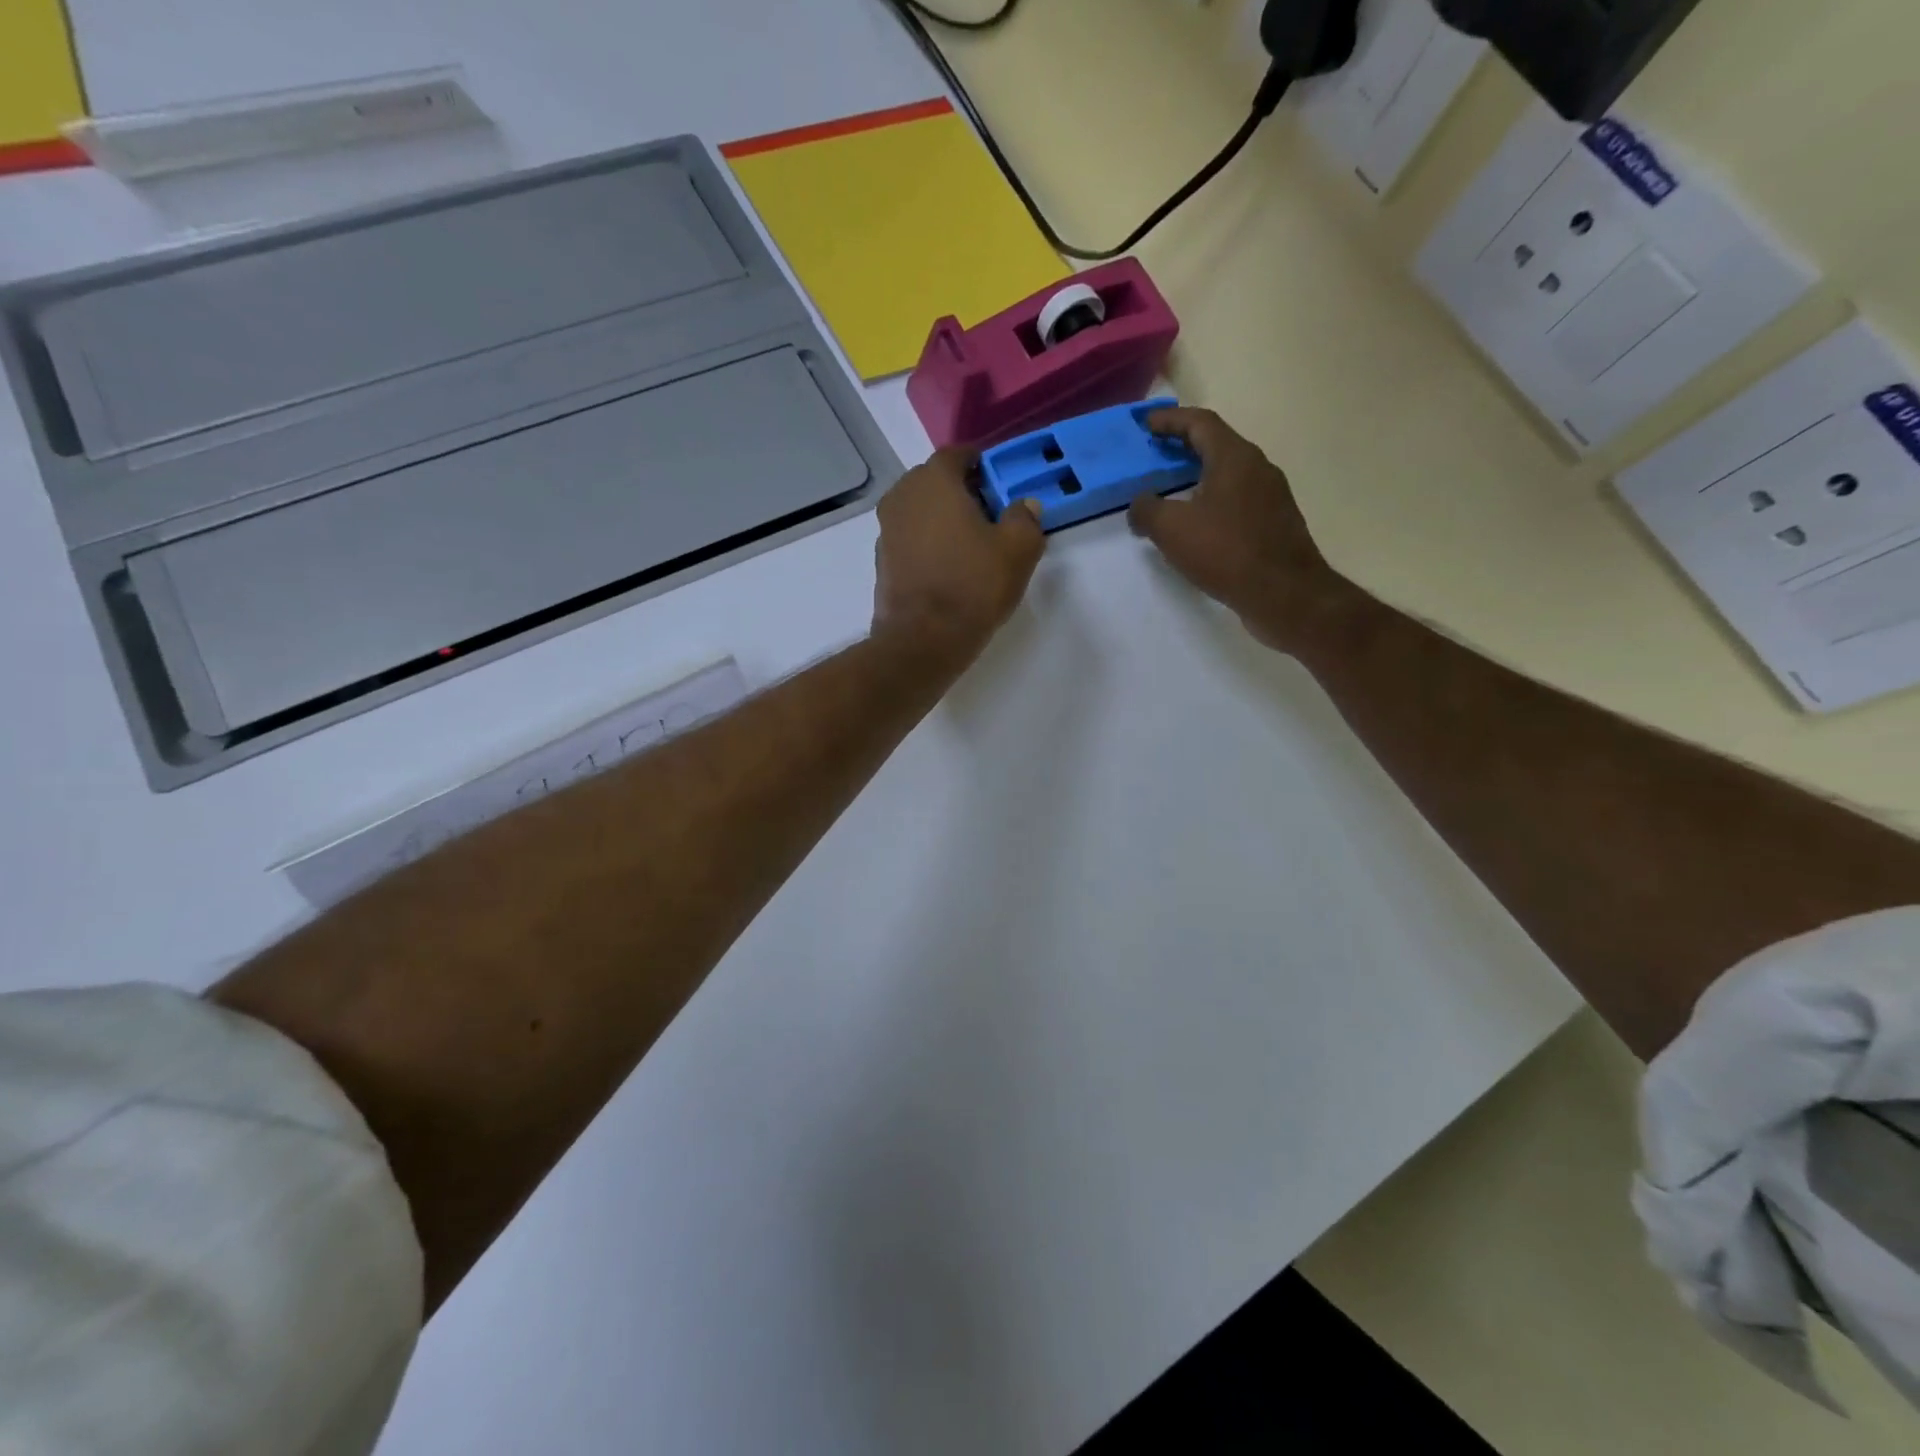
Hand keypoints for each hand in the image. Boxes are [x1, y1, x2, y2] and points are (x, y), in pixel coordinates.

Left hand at [873, 449, 1045, 667]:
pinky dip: (928, 543)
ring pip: (920, 510)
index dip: (981, 464)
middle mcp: (902, 496)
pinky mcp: (882, 561)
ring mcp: (886, 529)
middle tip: (989, 513)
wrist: (923, 638)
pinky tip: (948, 566)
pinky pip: (910, 538)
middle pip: (935, 481)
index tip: (998, 481)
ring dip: (942, 518)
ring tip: (970, 543)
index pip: (957, 455)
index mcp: (933, 480)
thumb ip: (1025, 519)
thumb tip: (1024, 506)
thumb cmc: (973, 584)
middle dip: (961, 491)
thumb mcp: (1018, 549)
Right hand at [1127, 407, 1347, 652]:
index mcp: (1235, 458)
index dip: (1171, 420)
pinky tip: (1197, 524)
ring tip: (1172, 490)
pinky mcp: (1275, 524)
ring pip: (1228, 474)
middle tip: (1156, 453)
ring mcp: (1271, 496)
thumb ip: (1147, 509)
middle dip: (1184, 446)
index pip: (1200, 423)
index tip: (1146, 424)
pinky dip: (1213, 501)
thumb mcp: (1171, 529)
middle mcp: (1258, 468)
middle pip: (1217, 445)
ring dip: (1199, 475)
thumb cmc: (1226, 551)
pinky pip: (1237, 500)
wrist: (1284, 594)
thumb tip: (1140, 504)